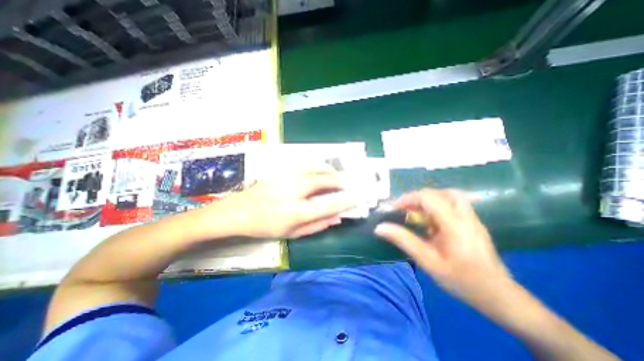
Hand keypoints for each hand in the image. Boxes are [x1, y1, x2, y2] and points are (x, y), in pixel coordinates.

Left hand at [204, 166, 354, 239]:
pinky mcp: (280, 171)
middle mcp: (292, 193)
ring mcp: (285, 179)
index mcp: (295, 213)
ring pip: (313, 168)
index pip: (326, 206)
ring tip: (335, 173)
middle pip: (321, 182)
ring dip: (328, 169)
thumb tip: (337, 218)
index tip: (354, 199)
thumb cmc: (265, 227)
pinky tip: (319, 168)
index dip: (343, 202)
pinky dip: (315, 165)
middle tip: (346, 184)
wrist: (239, 212)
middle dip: (338, 181)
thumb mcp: (291, 234)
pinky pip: (302, 164)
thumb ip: (316, 226)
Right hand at [376, 191, 510, 304]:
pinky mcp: (473, 223)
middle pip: (442, 192)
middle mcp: (466, 216)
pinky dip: (438, 207)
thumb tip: (379, 228)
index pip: (429, 198)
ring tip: (418, 213)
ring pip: (450, 196)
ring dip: (430, 200)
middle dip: (420, 197)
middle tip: (407, 208)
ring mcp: (472, 219)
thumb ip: (404, 240)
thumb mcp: (428, 261)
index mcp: (455, 224)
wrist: (500, 297)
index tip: (394, 208)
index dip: (408, 199)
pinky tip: (431, 223)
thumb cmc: (462, 281)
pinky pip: (454, 206)